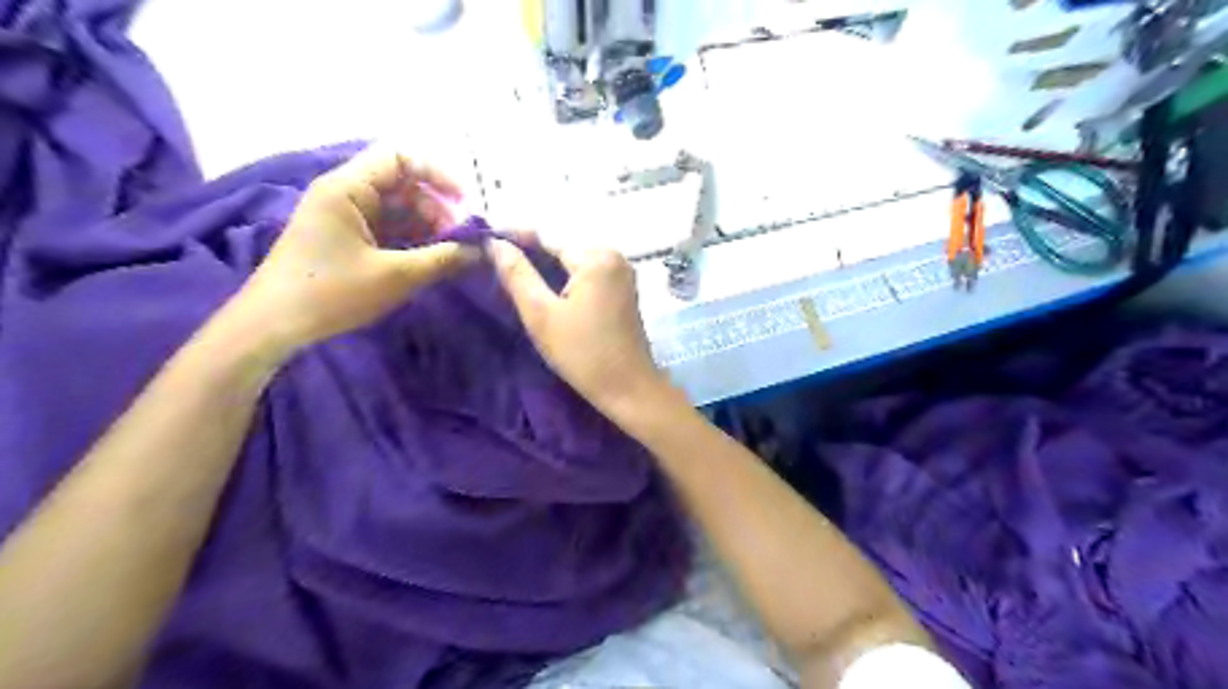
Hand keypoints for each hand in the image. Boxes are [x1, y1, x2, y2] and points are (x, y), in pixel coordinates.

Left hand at [235, 142, 480, 350]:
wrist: (274, 325)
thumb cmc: (332, 292)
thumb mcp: (396, 276)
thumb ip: (442, 259)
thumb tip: (480, 250)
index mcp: (347, 188)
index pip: (399, 158)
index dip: (437, 174)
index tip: (464, 204)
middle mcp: (345, 194)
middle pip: (403, 185)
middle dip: (436, 208)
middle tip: (459, 241)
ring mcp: (345, 217)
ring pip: (398, 209)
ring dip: (427, 227)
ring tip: (450, 254)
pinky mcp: (347, 239)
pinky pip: (388, 229)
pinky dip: (412, 240)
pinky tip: (430, 261)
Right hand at [489, 237, 671, 418]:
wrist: (629, 389)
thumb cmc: (583, 354)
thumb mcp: (541, 314)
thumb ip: (517, 274)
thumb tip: (494, 242)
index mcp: (596, 257)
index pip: (547, 237)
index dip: (514, 240)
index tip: (483, 244)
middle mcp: (614, 256)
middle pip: (562, 248)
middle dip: (531, 255)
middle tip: (495, 266)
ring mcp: (622, 273)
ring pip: (573, 262)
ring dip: (547, 269)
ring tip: (514, 278)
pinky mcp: (623, 290)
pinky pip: (587, 275)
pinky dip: (565, 280)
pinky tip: (545, 292)